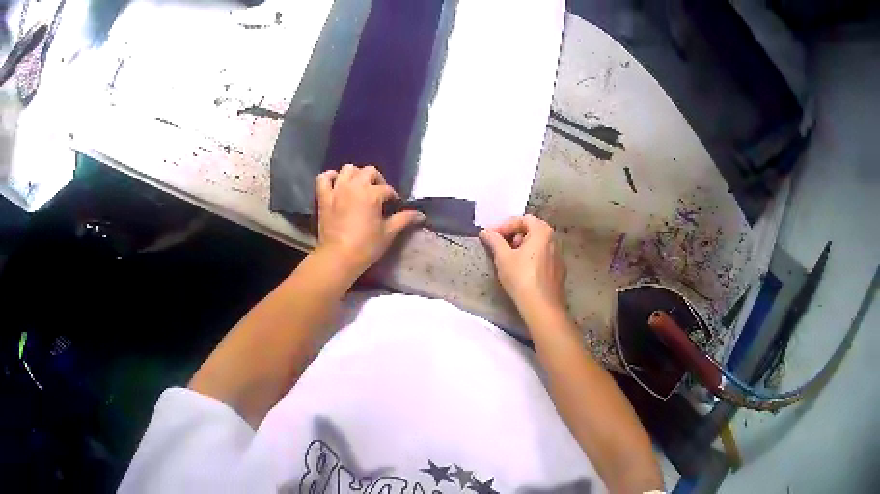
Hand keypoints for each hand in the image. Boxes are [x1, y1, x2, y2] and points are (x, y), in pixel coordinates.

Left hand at [315, 164, 423, 276]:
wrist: (338, 256)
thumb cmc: (366, 246)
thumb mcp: (388, 233)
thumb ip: (403, 219)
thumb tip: (420, 215)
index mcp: (372, 194)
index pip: (387, 190)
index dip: (392, 197)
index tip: (393, 206)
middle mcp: (355, 186)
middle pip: (369, 171)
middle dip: (377, 179)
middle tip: (378, 193)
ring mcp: (337, 190)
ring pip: (347, 169)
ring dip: (355, 175)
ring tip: (358, 187)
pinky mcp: (324, 197)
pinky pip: (324, 178)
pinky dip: (330, 177)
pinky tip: (336, 182)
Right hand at [479, 215, 566, 315]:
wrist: (541, 306)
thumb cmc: (521, 277)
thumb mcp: (503, 257)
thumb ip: (494, 241)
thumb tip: (485, 231)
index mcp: (543, 232)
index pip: (523, 219)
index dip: (505, 225)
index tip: (491, 236)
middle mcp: (554, 240)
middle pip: (532, 230)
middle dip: (514, 235)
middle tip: (501, 245)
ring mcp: (558, 257)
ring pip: (538, 245)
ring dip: (522, 247)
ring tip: (509, 259)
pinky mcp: (558, 272)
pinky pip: (543, 258)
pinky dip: (531, 258)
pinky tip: (521, 271)